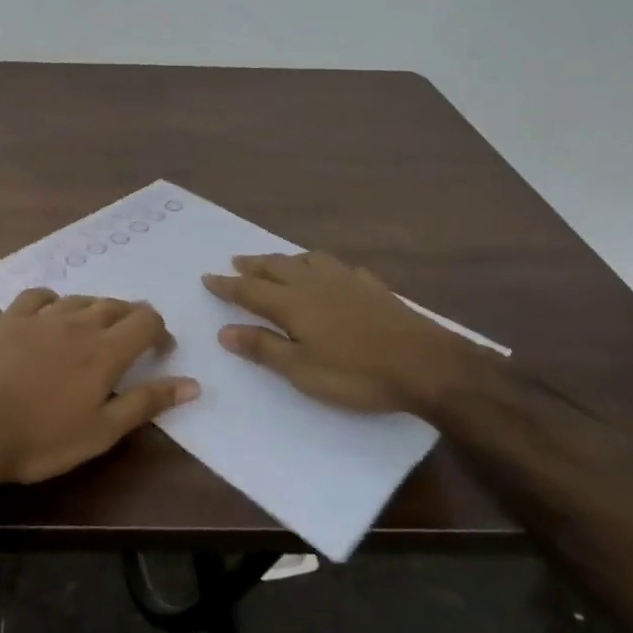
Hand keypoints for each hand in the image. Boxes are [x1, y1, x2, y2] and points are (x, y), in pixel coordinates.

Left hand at [0, 289, 198, 487]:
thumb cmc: (40, 439)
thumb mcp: (101, 432)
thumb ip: (147, 402)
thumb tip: (193, 384)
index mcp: (105, 350)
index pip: (146, 319)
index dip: (159, 331)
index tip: (159, 351)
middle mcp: (78, 322)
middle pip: (116, 305)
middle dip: (130, 320)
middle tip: (129, 345)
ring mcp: (41, 316)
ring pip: (81, 299)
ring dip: (95, 311)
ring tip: (92, 333)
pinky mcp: (9, 317)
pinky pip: (39, 296)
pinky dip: (54, 302)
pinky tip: (50, 316)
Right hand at [203, 251, 496, 417]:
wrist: (425, 364)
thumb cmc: (357, 373)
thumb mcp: (302, 371)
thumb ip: (264, 348)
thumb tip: (225, 331)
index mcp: (293, 303)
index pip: (250, 291)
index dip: (227, 285)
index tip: (207, 277)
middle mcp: (314, 284)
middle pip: (276, 268)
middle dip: (253, 266)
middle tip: (236, 262)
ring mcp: (346, 281)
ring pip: (307, 260)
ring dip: (285, 259)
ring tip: (276, 261)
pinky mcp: (373, 287)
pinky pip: (339, 267)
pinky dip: (323, 266)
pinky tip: (330, 273)